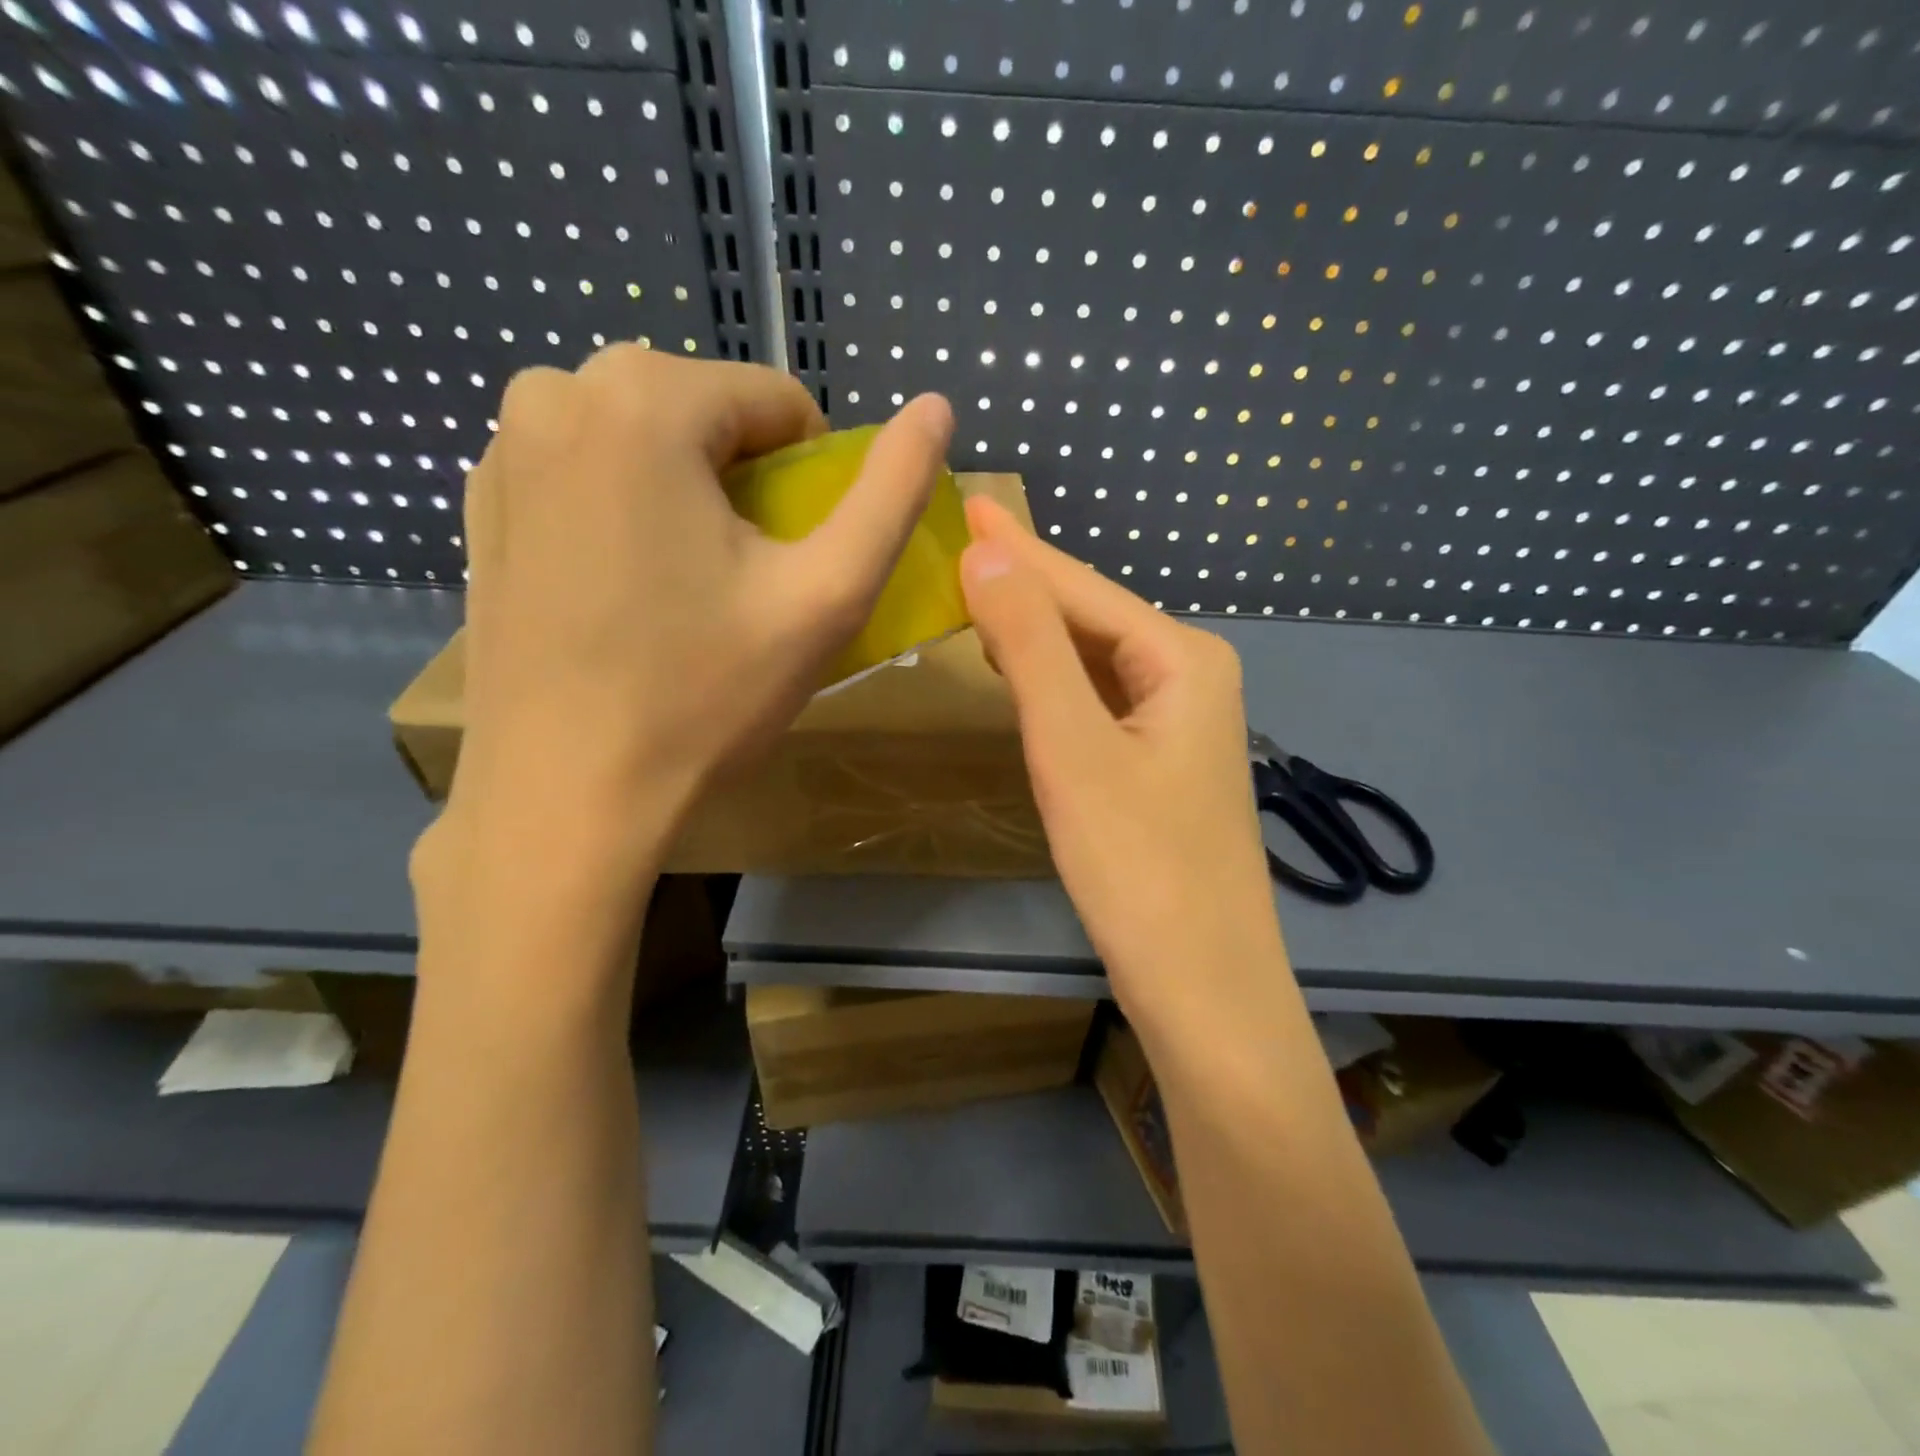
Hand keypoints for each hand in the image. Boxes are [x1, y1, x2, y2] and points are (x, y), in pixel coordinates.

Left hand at [443, 348, 954, 881]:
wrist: (566, 794)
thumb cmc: (704, 695)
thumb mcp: (827, 595)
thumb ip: (891, 495)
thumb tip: (938, 409)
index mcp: (643, 400)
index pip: (777, 402)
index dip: (813, 478)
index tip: (800, 557)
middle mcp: (557, 393)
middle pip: (707, 412)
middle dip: (746, 481)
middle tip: (749, 577)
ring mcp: (506, 448)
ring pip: (645, 436)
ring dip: (689, 490)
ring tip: (691, 584)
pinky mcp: (481, 504)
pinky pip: (588, 472)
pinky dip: (628, 508)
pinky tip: (630, 589)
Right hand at [958, 496, 1284, 1021]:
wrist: (1203, 987)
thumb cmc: (1138, 866)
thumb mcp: (1072, 746)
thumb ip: (1029, 646)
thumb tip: (986, 553)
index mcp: (1183, 658)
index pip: (1083, 588)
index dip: (1019, 549)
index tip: (968, 505)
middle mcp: (1191, 678)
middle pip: (1091, 617)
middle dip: (1027, 584)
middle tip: (961, 549)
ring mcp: (1179, 725)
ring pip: (1093, 659)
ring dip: (1036, 630)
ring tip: (978, 597)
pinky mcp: (1160, 767)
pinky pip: (1098, 700)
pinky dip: (1053, 681)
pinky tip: (1021, 674)